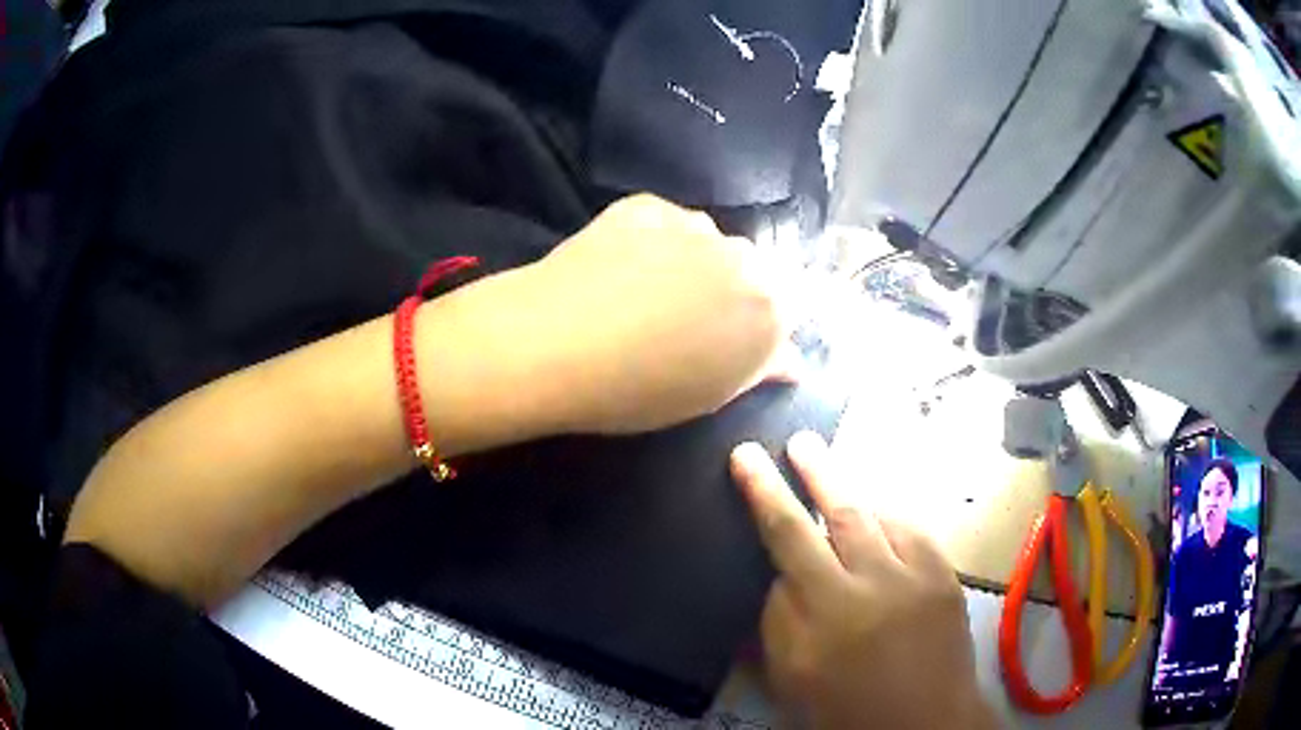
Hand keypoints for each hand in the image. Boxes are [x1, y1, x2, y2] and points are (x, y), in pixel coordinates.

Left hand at [511, 194, 793, 433]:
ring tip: (647, 290)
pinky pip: (666, 223)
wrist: (555, 344)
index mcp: (769, 312)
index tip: (734, 341)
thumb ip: (759, 371)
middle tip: (688, 320)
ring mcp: (694, 226)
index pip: (791, 308)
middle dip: (731, 290)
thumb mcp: (707, 397)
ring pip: (710, 242)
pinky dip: (654, 240)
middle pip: (753, 269)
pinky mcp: (648, 206)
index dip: (763, 324)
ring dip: (694, 261)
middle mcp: (744, 259)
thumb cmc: (637, 391)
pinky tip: (621, 264)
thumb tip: (791, 362)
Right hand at [730, 432, 995, 729]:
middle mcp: (877, 577)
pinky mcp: (946, 575)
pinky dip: (893, 518)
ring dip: (855, 494)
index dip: (763, 490)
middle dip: (817, 471)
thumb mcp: (792, 674)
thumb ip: (780, 617)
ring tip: (836, 481)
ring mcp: (919, 571)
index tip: (746, 455)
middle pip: (842, 509)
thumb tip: (782, 571)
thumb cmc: (847, 707)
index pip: (788, 533)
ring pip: (882, 513)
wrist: (923, 722)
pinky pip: (915, 529)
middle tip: (801, 441)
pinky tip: (883, 518)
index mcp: (830, 607)